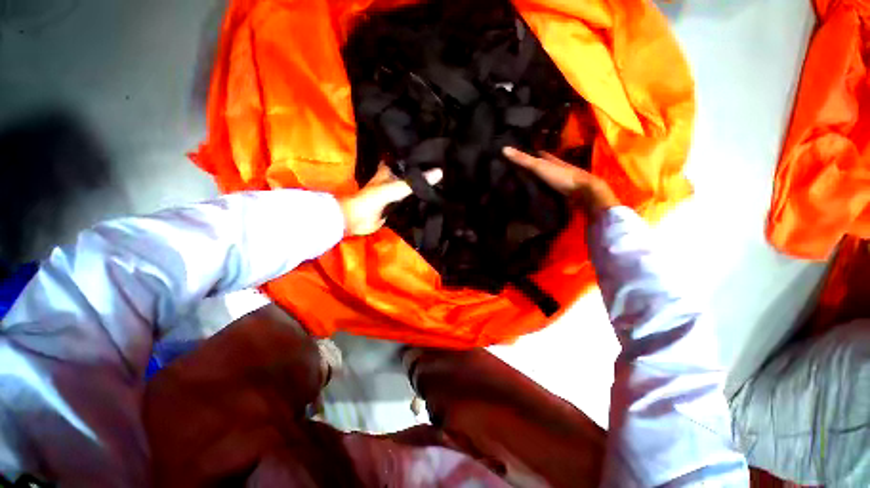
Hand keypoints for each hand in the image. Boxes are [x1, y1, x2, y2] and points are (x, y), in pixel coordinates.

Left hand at [339, 165, 442, 235]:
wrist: (359, 219)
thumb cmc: (373, 198)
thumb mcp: (396, 187)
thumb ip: (414, 182)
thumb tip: (440, 172)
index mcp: (389, 169)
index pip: (405, 158)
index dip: (417, 155)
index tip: (434, 152)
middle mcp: (392, 179)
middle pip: (409, 173)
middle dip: (422, 172)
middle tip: (443, 168)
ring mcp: (393, 193)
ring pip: (410, 187)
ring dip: (420, 186)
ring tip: (441, 181)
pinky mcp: (395, 206)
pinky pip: (409, 201)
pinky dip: (417, 200)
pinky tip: (431, 198)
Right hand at [502, 147, 618, 216]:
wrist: (584, 192)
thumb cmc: (561, 176)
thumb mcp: (539, 166)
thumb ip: (523, 159)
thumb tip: (503, 148)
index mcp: (553, 160)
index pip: (542, 154)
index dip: (533, 152)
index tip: (523, 152)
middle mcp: (559, 168)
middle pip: (547, 165)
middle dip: (537, 165)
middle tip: (524, 168)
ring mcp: (563, 180)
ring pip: (550, 177)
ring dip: (542, 178)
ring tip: (528, 182)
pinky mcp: (565, 192)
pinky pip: (553, 189)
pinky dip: (546, 189)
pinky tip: (540, 193)